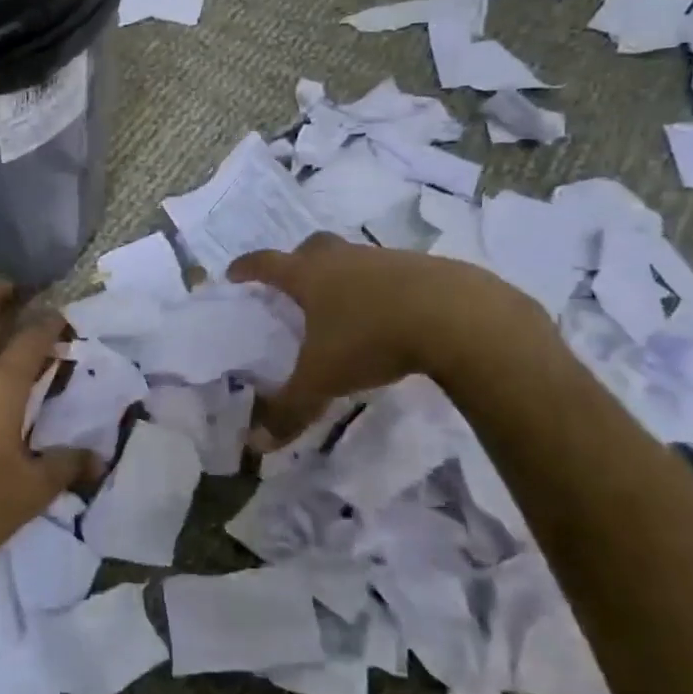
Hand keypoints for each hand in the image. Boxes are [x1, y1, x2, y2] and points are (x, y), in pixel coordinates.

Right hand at [228, 233, 544, 444]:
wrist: (458, 317)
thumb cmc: (371, 339)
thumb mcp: (322, 380)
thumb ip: (289, 410)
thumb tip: (255, 445)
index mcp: (309, 276)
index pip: (266, 264)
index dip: (247, 268)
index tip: (234, 273)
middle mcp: (344, 259)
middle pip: (312, 248)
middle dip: (298, 262)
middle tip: (295, 286)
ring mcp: (386, 259)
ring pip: (355, 260)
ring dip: (345, 277)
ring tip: (346, 310)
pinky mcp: (426, 269)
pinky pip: (393, 275)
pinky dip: (384, 291)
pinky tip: (393, 318)